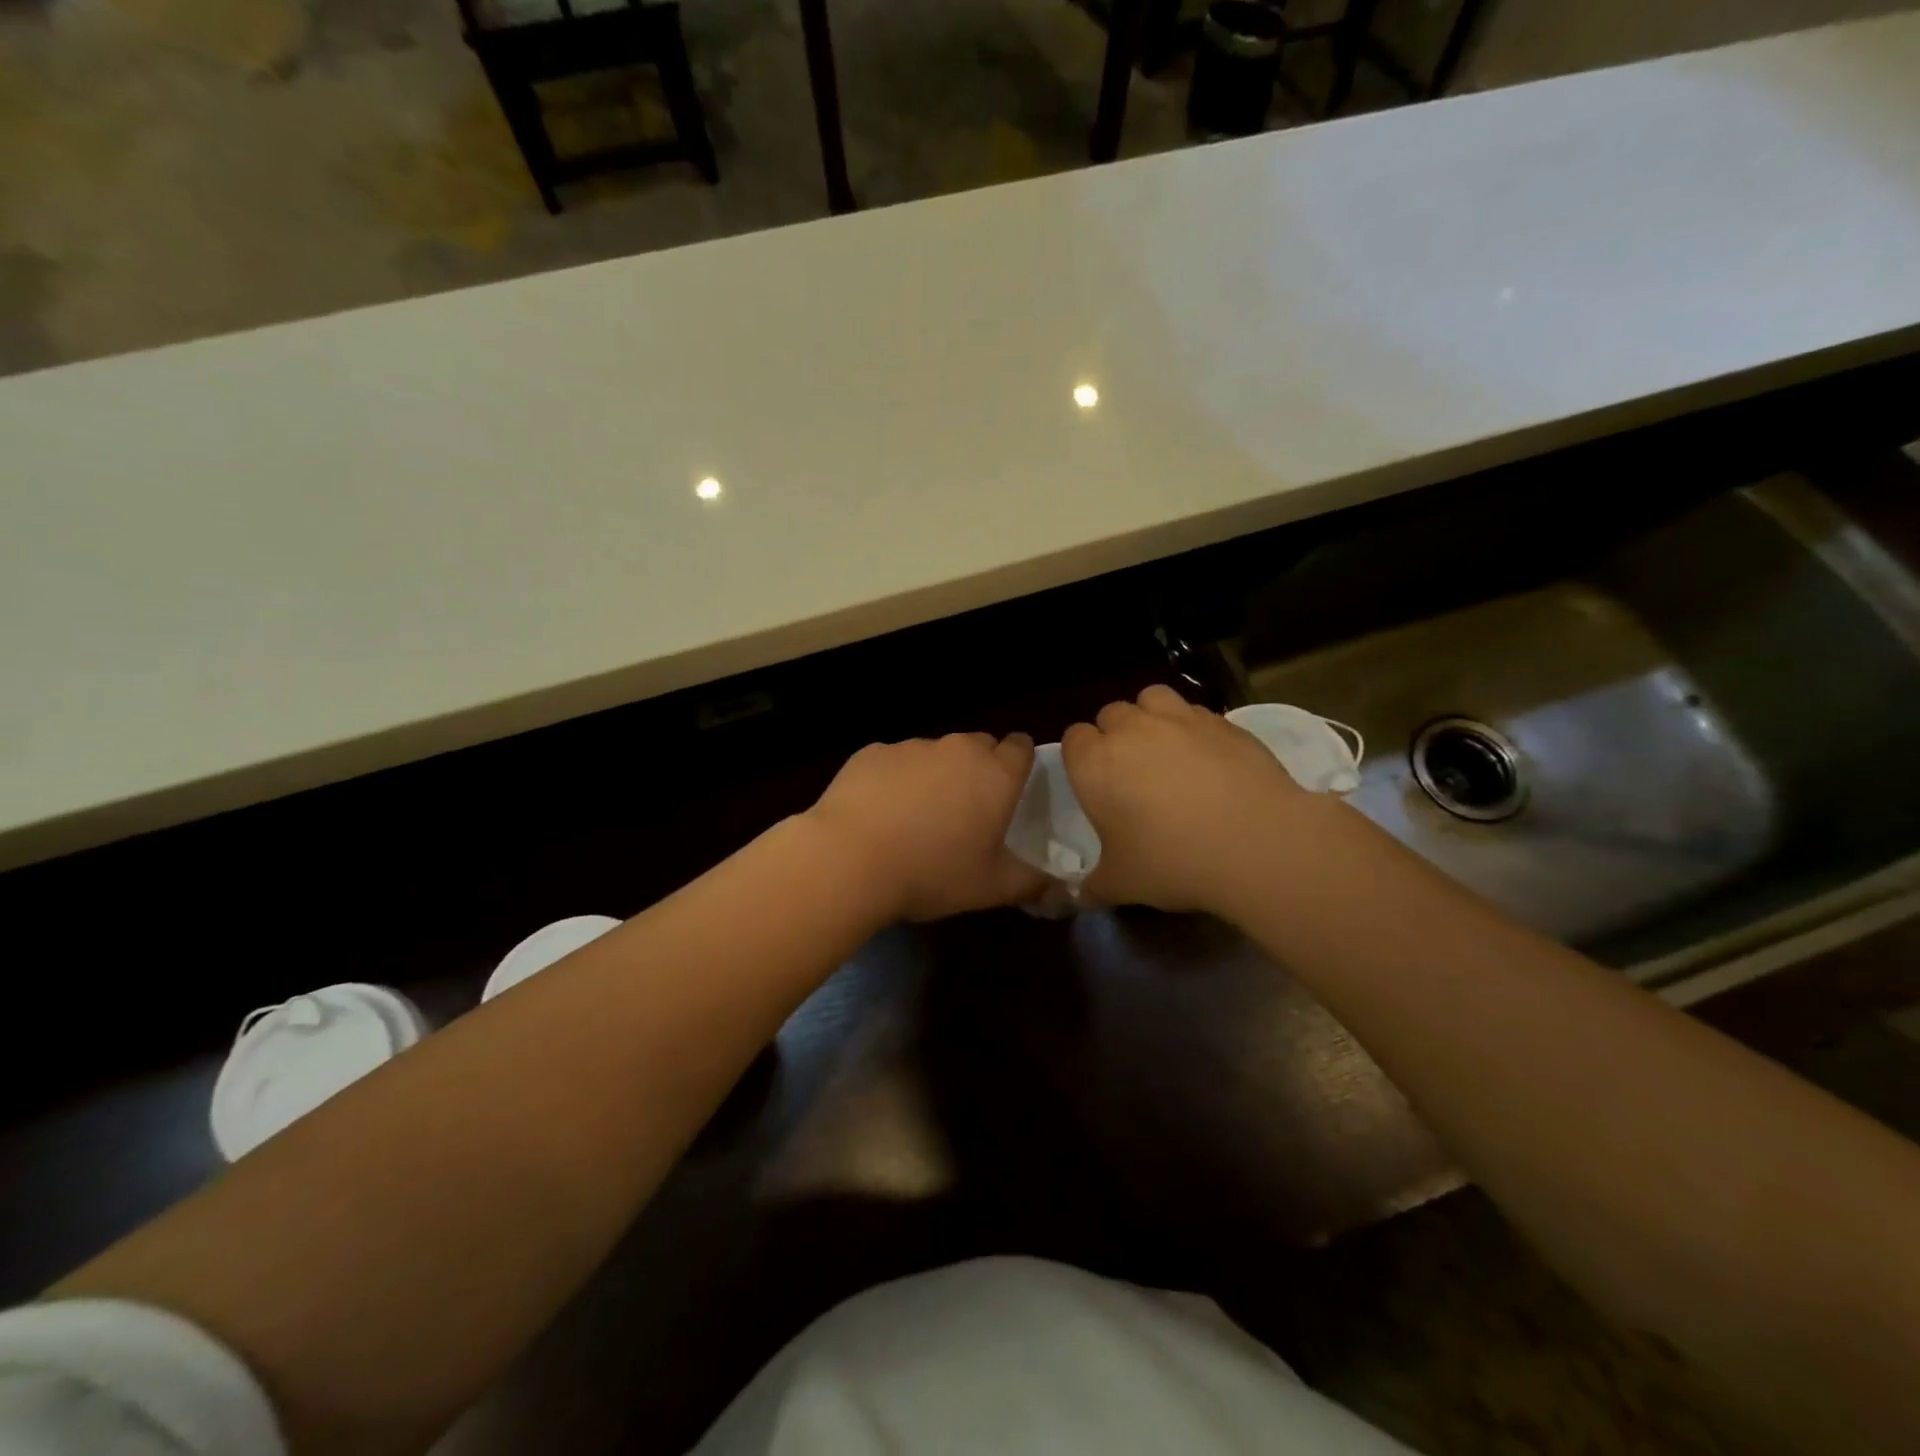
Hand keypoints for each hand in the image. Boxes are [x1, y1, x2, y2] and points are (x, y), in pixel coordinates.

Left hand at [805, 733, 1048, 921]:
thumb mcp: (992, 888)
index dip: (1020, 763)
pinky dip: (894, 780)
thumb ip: (1031, 882)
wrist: (850, 860)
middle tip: (966, 810)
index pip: (1021, 747)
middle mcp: (957, 749)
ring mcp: (911, 747)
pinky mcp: (872, 752)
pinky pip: (894, 761)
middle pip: (978, 746)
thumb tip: (1055, 885)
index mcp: (995, 774)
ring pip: (934, 754)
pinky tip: (879, 814)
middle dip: (978, 769)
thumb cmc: (933, 873)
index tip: (1012, 787)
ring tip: (916, 817)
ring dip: (934, 775)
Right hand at [1063, 685, 1312, 912]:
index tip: (1095, 783)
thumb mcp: (1122, 884)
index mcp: (1094, 764)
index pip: (1073, 739)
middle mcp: (1131, 730)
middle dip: (1114, 735)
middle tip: (1131, 772)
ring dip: (1150, 717)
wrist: (1256, 843)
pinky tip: (1208, 758)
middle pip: (1110, 714)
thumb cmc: (1173, 861)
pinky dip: (1192, 727)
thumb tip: (1078, 897)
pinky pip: (1194, 712)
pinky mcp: (1221, 721)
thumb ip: (1093, 886)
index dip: (1081, 757)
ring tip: (1166, 749)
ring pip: (1151, 698)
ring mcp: (1178, 719)